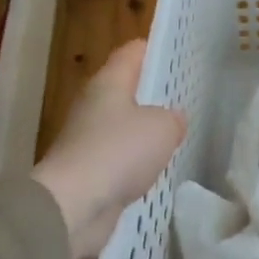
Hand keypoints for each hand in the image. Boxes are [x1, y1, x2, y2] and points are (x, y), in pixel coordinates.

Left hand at [32, 41, 185, 258]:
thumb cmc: (118, 151)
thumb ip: (173, 118)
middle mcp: (94, 106)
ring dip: (145, 133)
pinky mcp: (88, 174)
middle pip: (127, 90)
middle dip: (154, 94)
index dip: (156, 50)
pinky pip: (119, 161)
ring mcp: (88, 141)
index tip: (181, 54)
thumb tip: (172, 120)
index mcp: (108, 83)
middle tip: (186, 97)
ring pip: (124, 128)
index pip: (133, 52)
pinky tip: (157, 171)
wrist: (71, 208)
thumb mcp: (162, 127)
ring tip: (177, 136)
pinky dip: (135, 165)